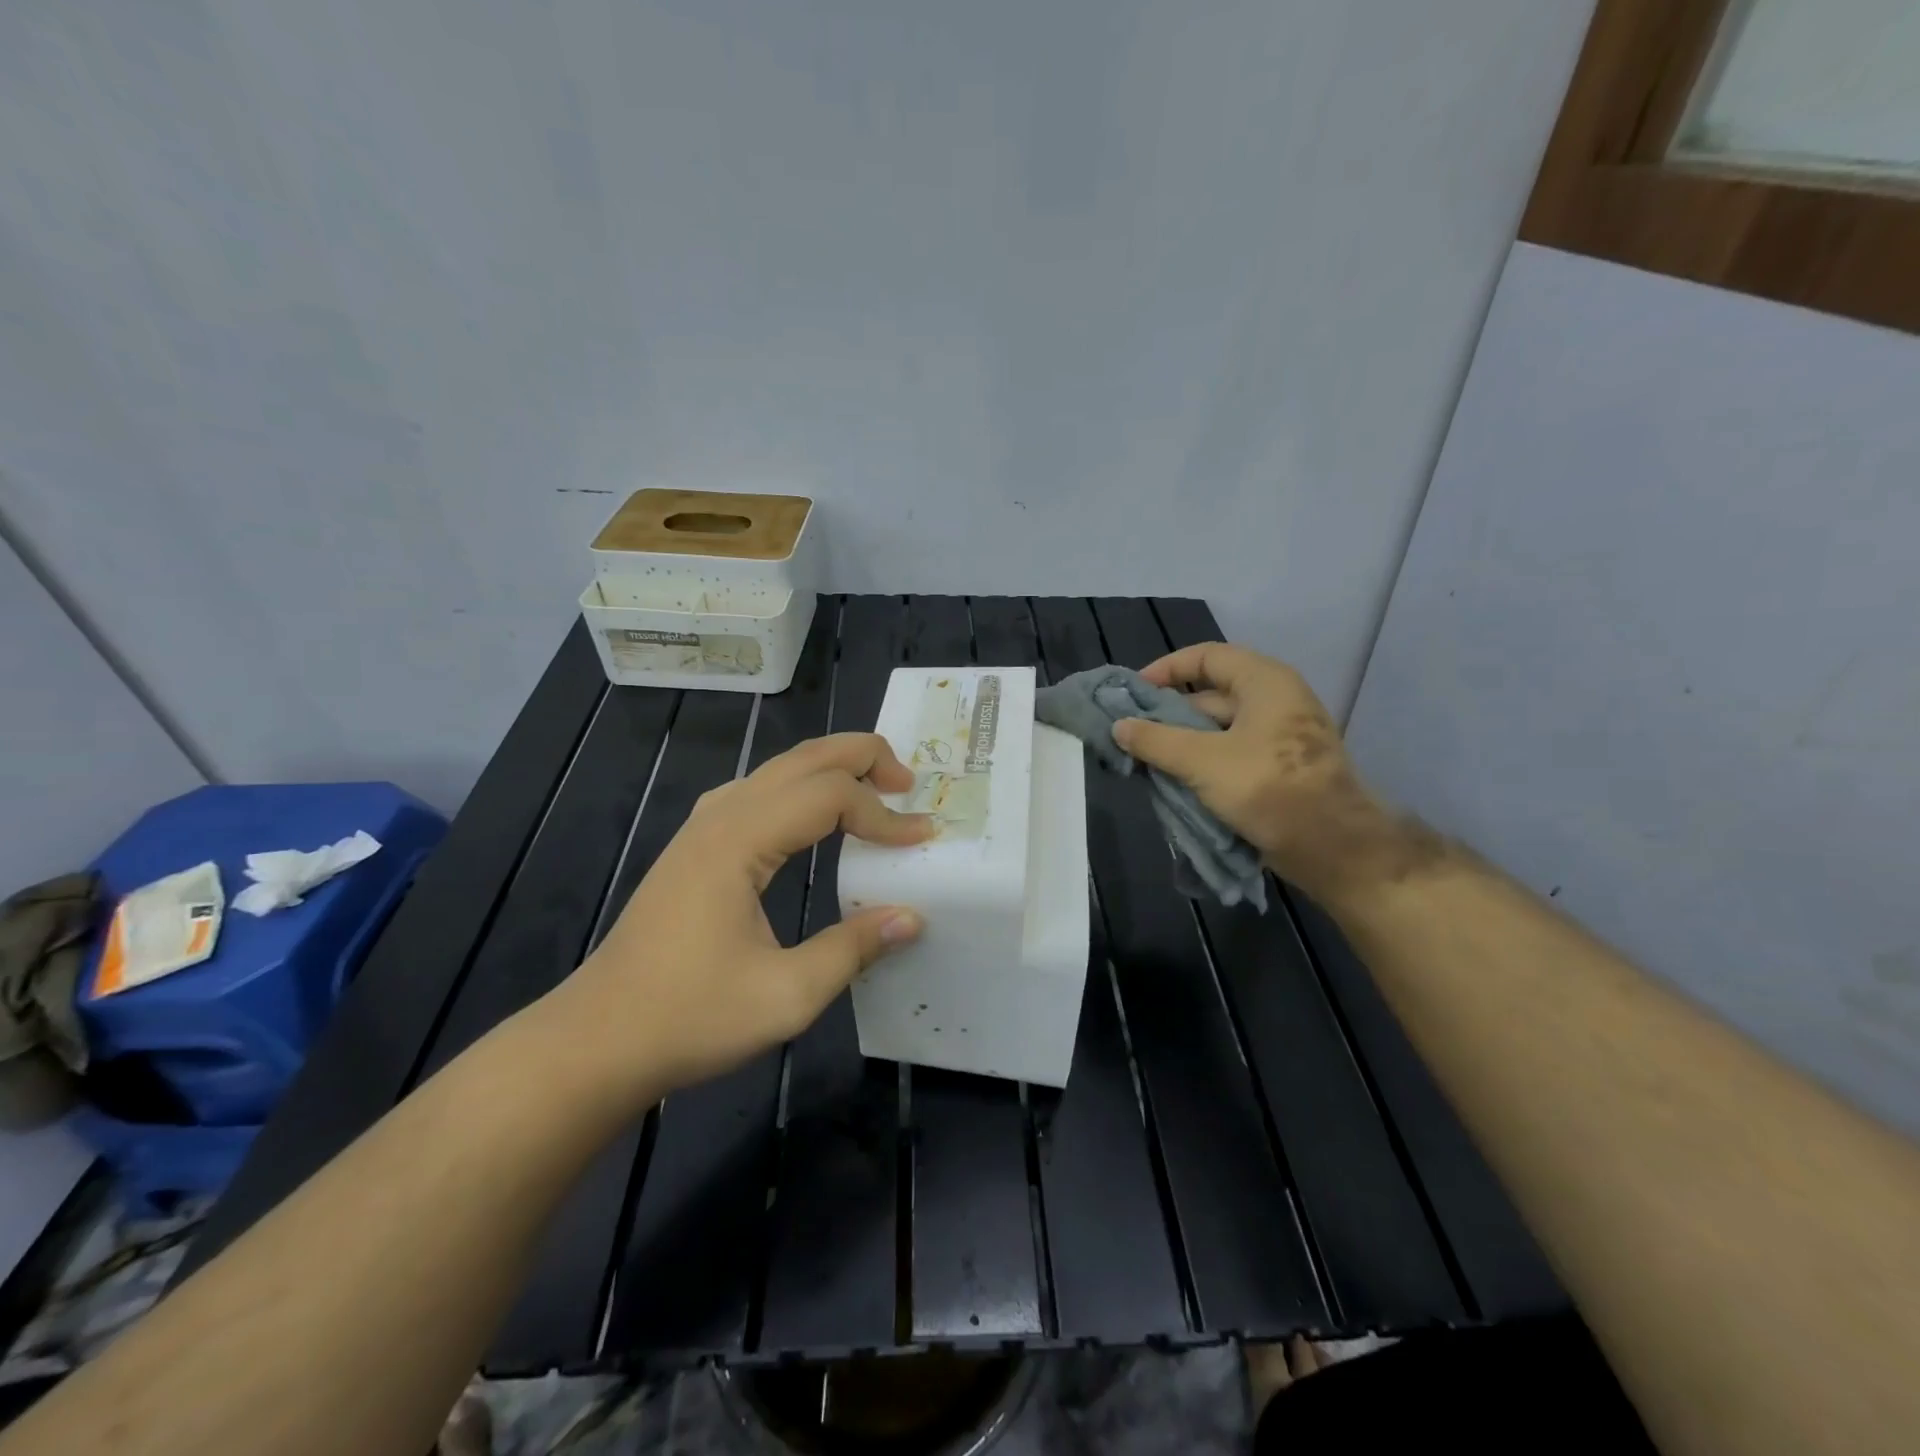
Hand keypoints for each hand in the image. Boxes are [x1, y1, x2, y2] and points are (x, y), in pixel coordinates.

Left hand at [563, 733, 932, 1099]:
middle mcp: (720, 817)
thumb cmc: (688, 1018)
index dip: (882, 814)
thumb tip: (912, 917)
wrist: (595, 1041)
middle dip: (862, 758)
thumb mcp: (785, 995)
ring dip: (830, 769)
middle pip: (802, 759)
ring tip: (873, 789)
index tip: (921, 840)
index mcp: (739, 841)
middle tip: (908, 782)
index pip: (829, 796)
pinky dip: (800, 789)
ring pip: (777, 770)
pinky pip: (757, 793)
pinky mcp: (694, 848)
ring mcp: (701, 828)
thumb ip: (853, 949)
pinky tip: (811, 818)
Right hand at [1112, 642, 1437, 903]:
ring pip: (1218, 729)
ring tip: (1144, 760)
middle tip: (1131, 734)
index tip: (1133, 694)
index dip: (1166, 669)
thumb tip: (1118, 726)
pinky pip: (1230, 754)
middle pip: (1210, 694)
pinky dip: (1202, 762)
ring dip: (1182, 742)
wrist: (1334, 847)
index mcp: (1264, 682)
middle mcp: (1274, 701)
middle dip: (1169, 713)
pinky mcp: (1278, 769)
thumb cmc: (1269, 788)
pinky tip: (1174, 781)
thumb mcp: (1202, 761)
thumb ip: (1156, 740)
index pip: (1207, 657)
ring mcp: (1278, 737)